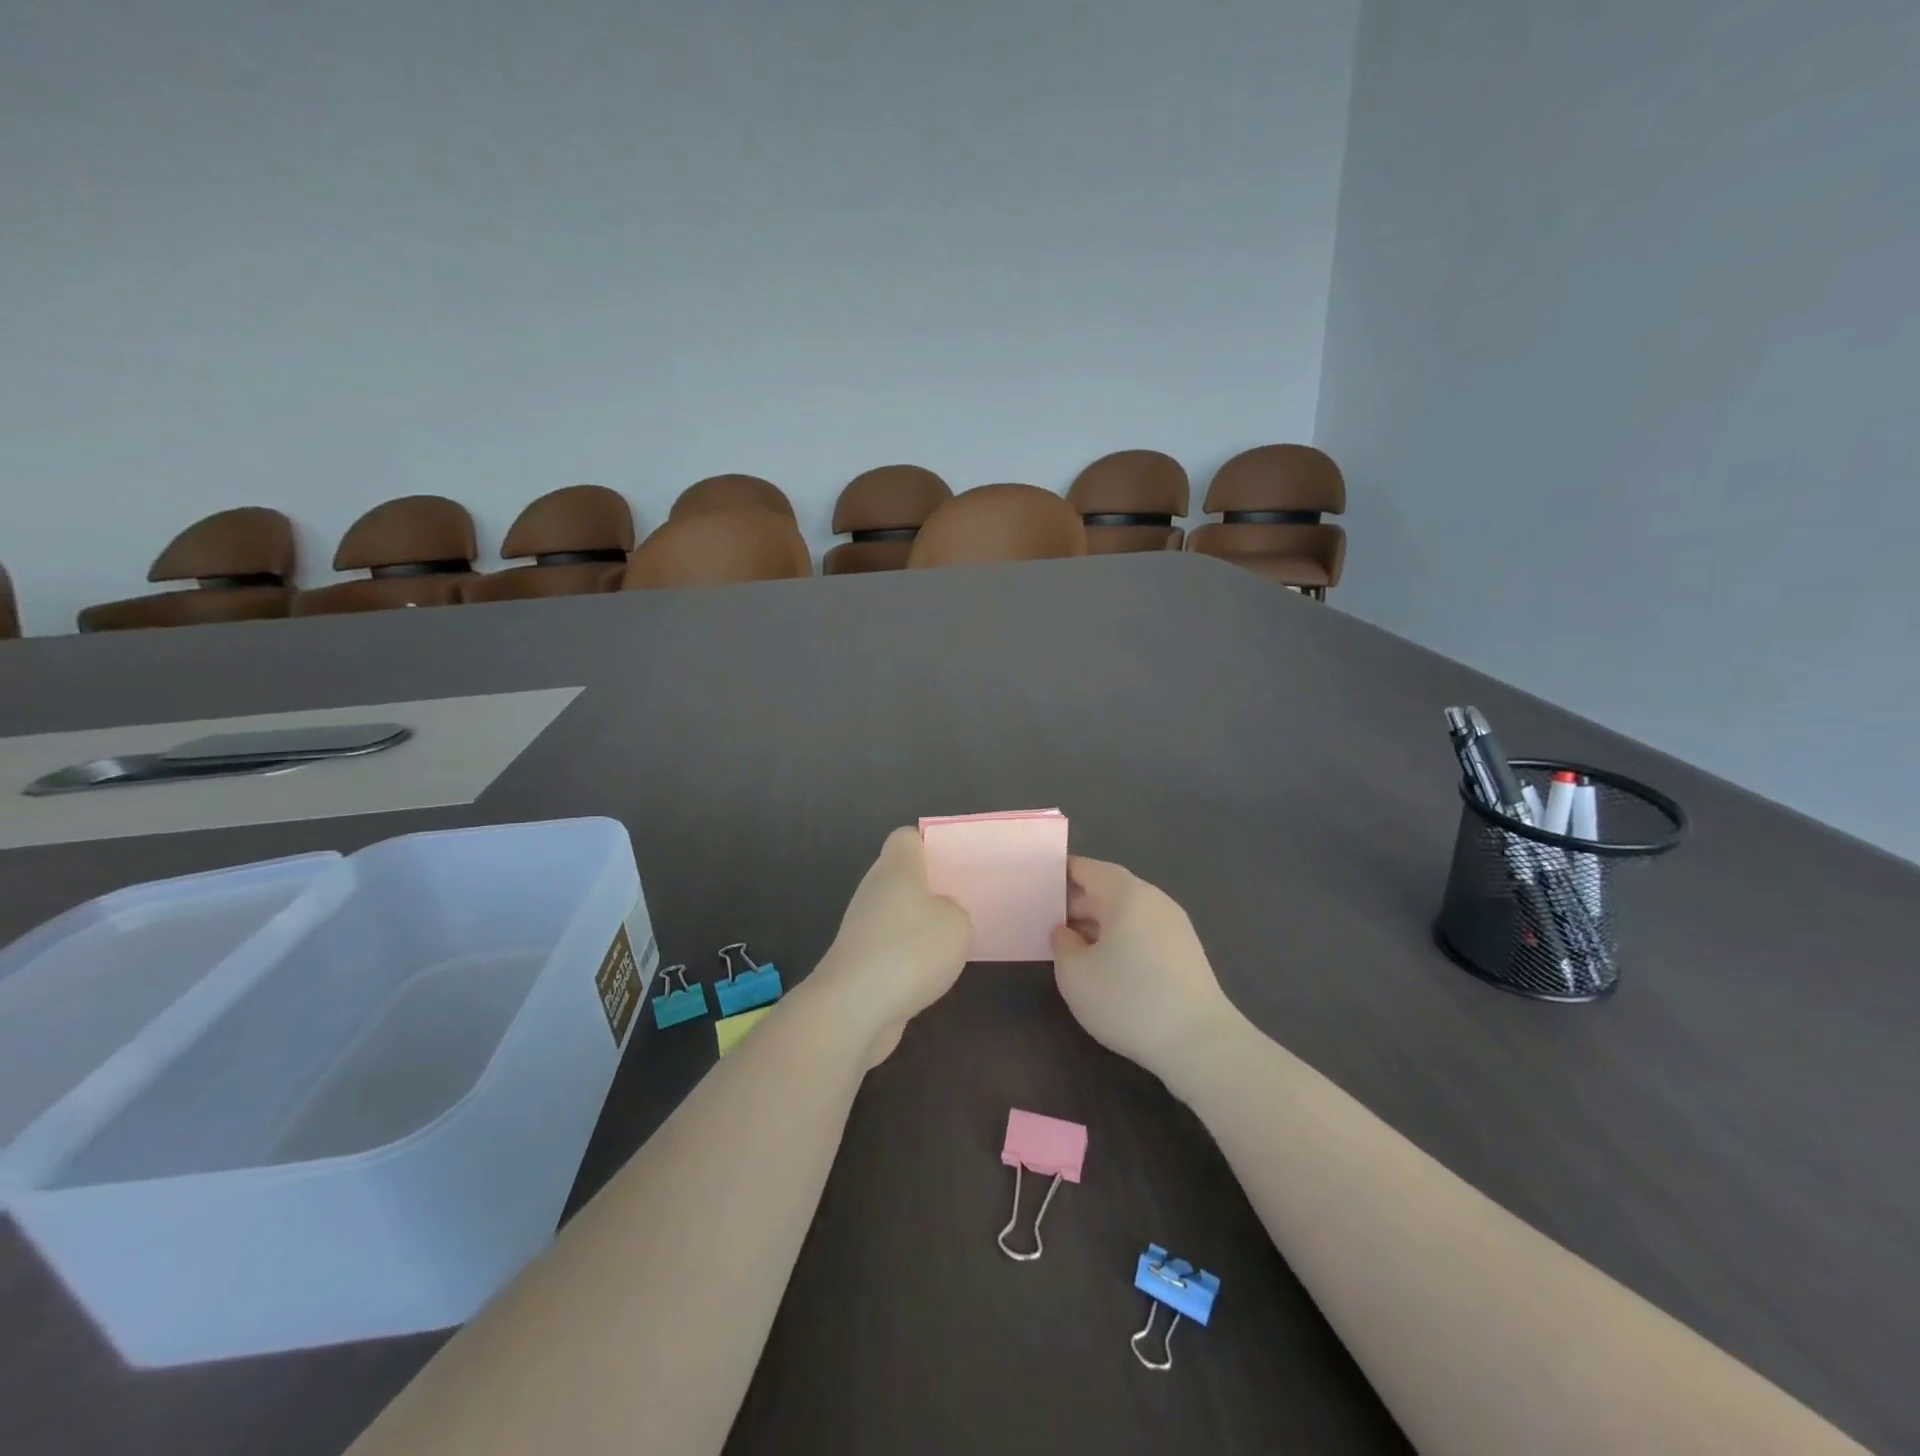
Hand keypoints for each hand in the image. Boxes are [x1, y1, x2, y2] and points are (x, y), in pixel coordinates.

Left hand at [812, 827, 970, 1063]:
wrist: (854, 1008)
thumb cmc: (910, 951)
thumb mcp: (957, 924)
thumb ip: (955, 910)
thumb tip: (940, 914)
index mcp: (896, 867)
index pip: (907, 838)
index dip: (930, 844)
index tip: (954, 863)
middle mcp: (874, 889)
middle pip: (902, 876)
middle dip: (930, 888)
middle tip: (963, 902)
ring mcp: (862, 926)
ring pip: (896, 913)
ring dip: (919, 926)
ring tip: (953, 941)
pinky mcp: (859, 961)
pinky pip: (890, 946)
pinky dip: (908, 957)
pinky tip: (930, 973)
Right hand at [1050, 857, 1241, 1082]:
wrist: (1200, 1044)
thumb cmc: (1129, 1000)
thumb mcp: (1075, 974)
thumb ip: (1062, 944)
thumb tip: (1066, 933)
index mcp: (1127, 894)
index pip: (1088, 869)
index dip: (1060, 873)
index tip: (1035, 884)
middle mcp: (1154, 901)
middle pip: (1108, 890)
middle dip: (1075, 903)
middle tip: (1043, 920)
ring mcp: (1174, 927)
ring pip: (1126, 914)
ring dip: (1096, 925)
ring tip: (1068, 946)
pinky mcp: (1185, 953)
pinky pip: (1142, 933)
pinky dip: (1119, 940)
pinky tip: (1103, 966)